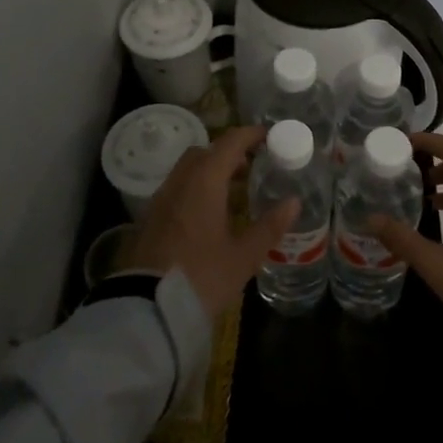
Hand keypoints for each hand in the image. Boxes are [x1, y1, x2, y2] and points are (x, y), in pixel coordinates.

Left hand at [122, 124, 298, 319]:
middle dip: (229, 152)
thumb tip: (294, 202)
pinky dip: (196, 187)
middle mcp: (180, 182)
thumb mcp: (243, 256)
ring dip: (211, 169)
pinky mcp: (151, 218)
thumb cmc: (202, 277)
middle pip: (205, 151)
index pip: (229, 143)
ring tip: (235, 190)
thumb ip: (269, 226)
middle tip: (253, 165)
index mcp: (205, 182)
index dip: (250, 135)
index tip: (269, 136)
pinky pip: (178, 188)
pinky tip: (210, 213)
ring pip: (188, 169)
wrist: (148, 308)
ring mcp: (162, 199)